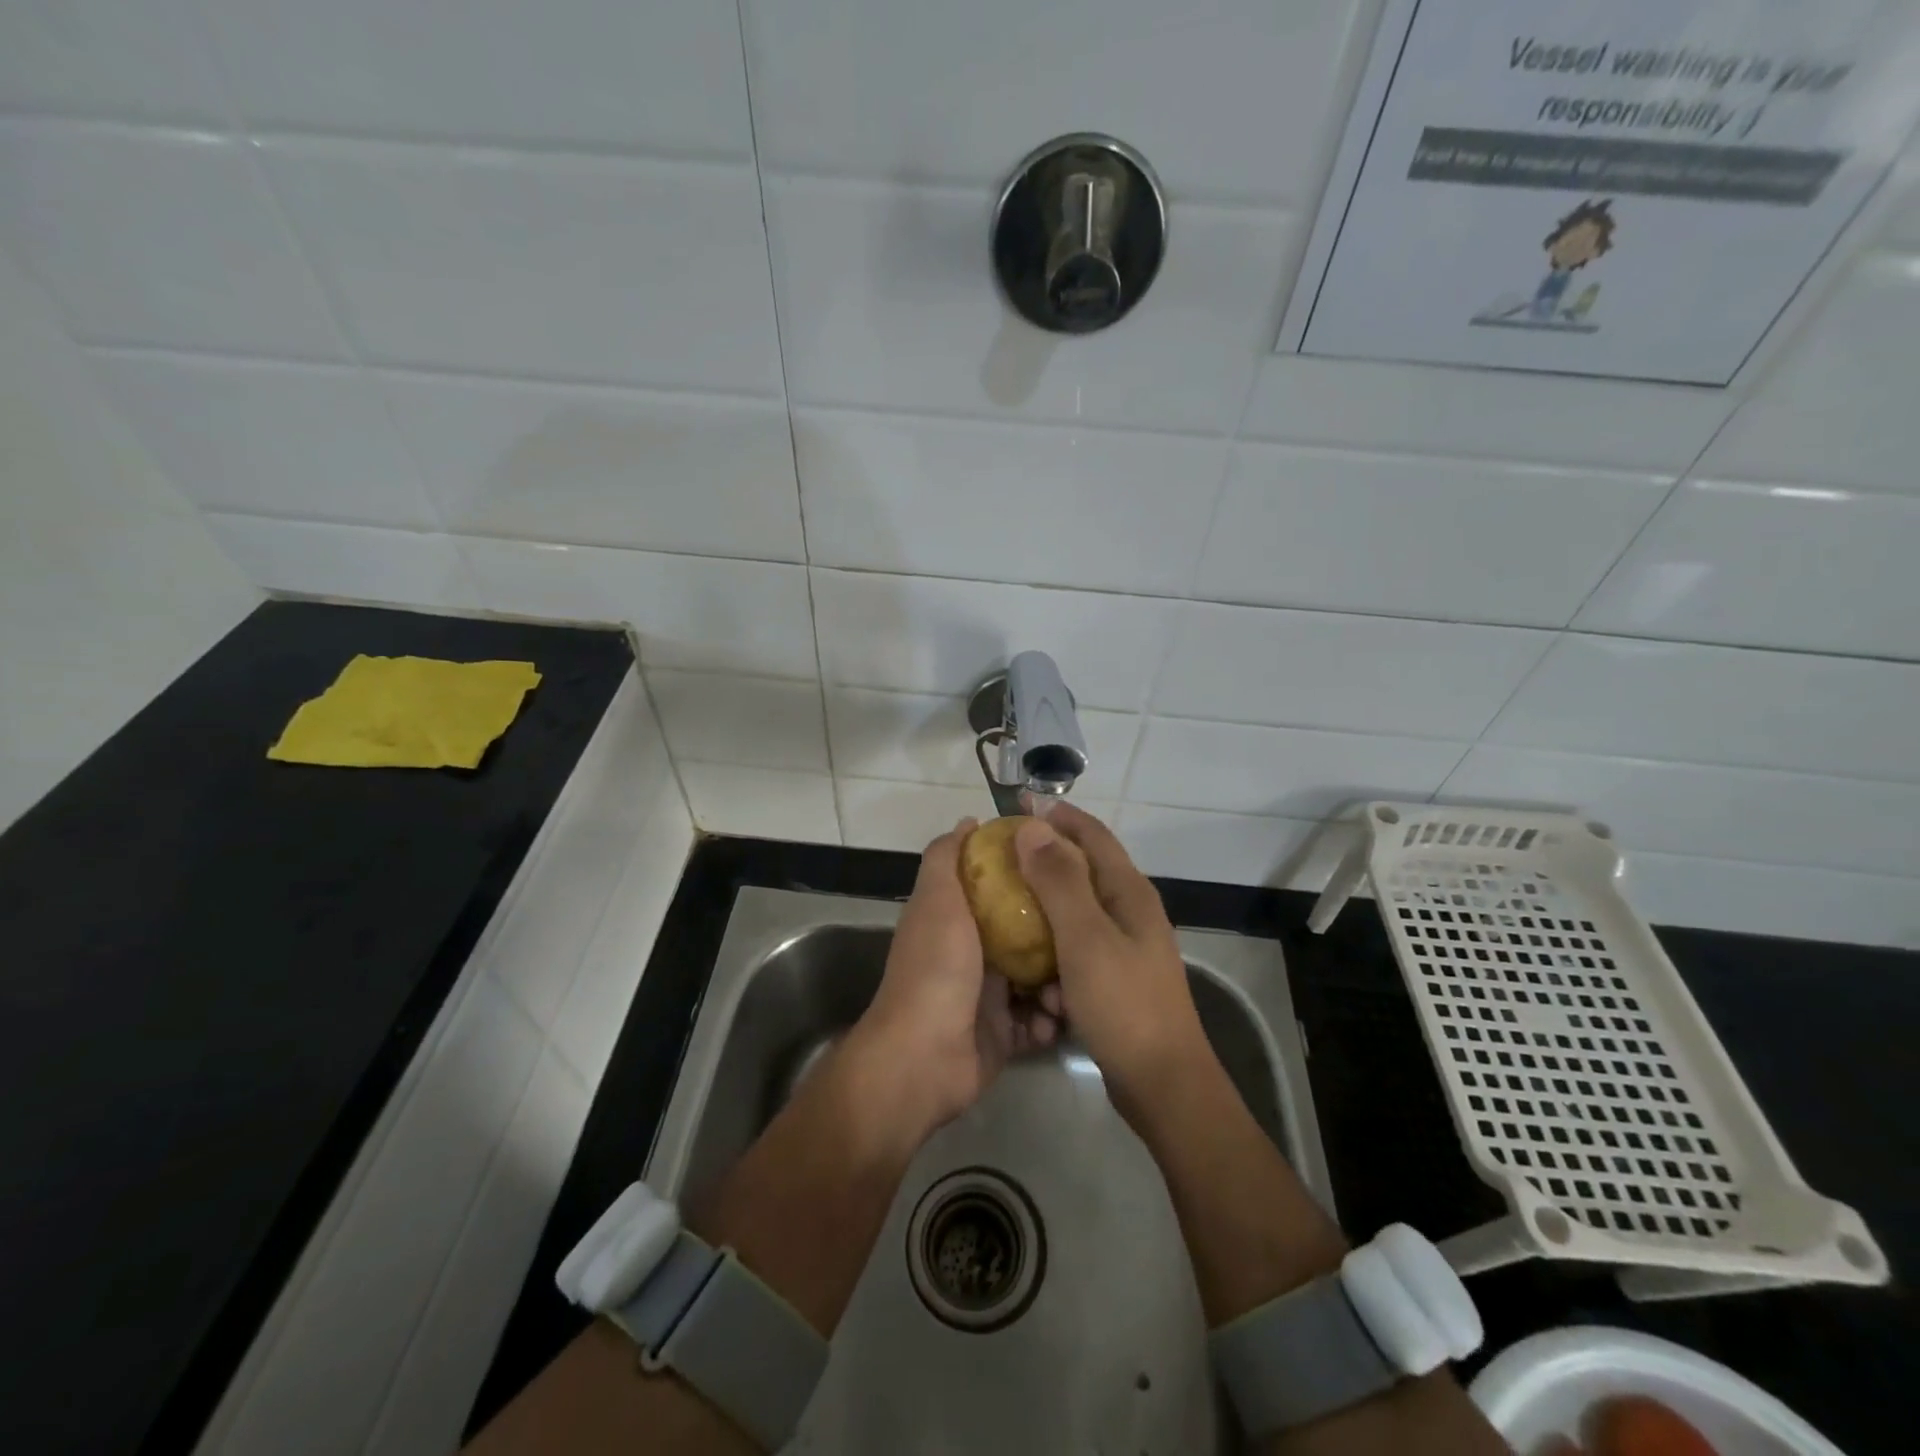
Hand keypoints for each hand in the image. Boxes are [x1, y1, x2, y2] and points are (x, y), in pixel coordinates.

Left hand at [856, 818, 1061, 1135]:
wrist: (924, 1058)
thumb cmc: (936, 969)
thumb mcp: (937, 901)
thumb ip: (946, 858)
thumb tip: (969, 821)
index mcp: (957, 919)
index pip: (999, 886)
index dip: (1029, 874)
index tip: (1064, 865)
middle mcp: (974, 952)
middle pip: (1027, 932)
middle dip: (1058, 933)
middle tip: (1088, 929)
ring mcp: (989, 996)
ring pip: (1039, 978)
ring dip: (1060, 982)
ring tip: (1075, 984)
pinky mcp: (1004, 1034)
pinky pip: (1038, 1022)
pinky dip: (1050, 1021)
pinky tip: (1059, 1018)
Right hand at [1012, 800, 1209, 1121]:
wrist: (1163, 1083)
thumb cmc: (1123, 1004)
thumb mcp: (1085, 938)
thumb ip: (1059, 881)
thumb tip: (1033, 827)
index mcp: (1128, 891)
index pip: (1091, 834)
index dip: (1056, 815)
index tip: (1016, 804)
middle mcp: (1130, 910)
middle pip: (1083, 868)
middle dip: (1043, 859)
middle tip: (999, 859)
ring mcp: (1125, 945)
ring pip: (1075, 910)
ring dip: (1044, 909)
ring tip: (1005, 912)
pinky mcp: (1115, 976)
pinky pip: (1075, 947)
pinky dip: (1053, 950)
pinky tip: (1033, 974)